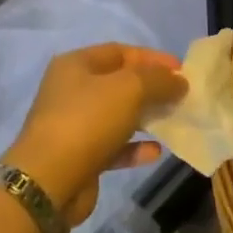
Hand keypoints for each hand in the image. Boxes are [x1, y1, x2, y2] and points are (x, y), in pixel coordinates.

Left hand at [3, 43, 186, 224]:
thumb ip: (158, 80)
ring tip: (174, 121)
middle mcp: (71, 90)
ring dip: (145, 117)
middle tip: (182, 97)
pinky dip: (134, 147)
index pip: (119, 52)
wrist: (50, 181)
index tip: (182, 69)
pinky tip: (157, 152)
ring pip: (117, 115)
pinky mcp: (80, 157)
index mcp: (75, 64)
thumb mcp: (128, 89)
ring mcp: (73, 125)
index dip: (152, 58)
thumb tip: (179, 80)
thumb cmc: (87, 121)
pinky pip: (113, 146)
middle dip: (151, 88)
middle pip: (118, 83)